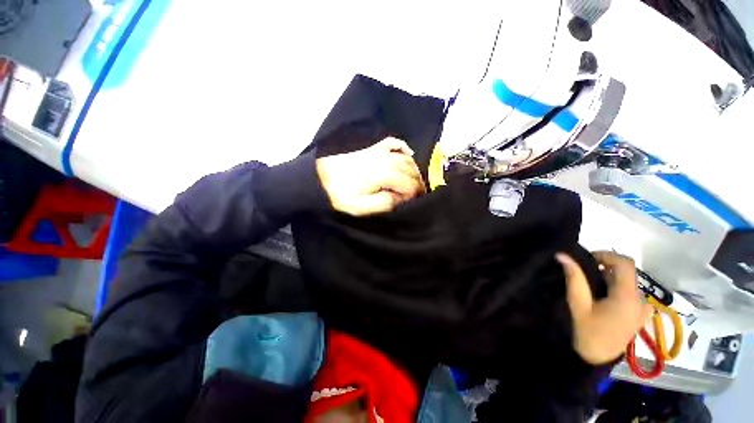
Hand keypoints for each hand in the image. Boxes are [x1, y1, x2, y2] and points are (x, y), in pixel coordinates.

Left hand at [316, 137, 424, 215]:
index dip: (416, 194)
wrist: (317, 178)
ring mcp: (378, 151)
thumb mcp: (360, 207)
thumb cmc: (338, 196)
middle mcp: (384, 160)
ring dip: (414, 168)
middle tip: (420, 193)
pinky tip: (409, 152)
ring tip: (416, 180)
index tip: (416, 202)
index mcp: (382, 175)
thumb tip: (402, 199)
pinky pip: (393, 142)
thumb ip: (385, 203)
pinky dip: (403, 147)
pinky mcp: (372, 148)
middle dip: (418, 182)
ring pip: (405, 157)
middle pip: (410, 169)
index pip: (409, 184)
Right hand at [556, 251, 652, 364]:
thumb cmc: (587, 331)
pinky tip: (606, 298)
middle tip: (585, 274)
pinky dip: (619, 289)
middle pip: (627, 272)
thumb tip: (563, 255)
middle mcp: (641, 300)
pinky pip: (633, 293)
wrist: (597, 359)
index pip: (625, 264)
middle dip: (605, 267)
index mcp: (628, 297)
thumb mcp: (578, 304)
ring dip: (611, 279)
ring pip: (629, 282)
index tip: (587, 259)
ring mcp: (644, 309)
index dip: (607, 255)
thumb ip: (574, 278)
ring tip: (592, 288)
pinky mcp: (641, 315)